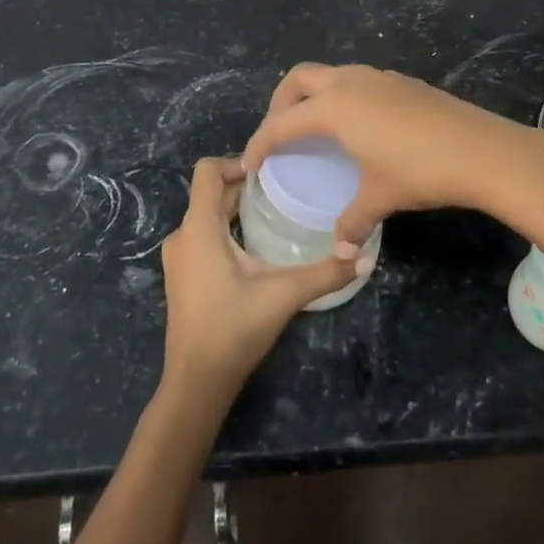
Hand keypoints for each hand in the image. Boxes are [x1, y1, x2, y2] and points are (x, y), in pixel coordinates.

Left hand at [158, 157, 366, 397]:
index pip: (207, 170)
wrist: (196, 382)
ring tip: (273, 213)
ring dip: (235, 208)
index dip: (237, 161)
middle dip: (244, 186)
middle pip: (210, 192)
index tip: (270, 171)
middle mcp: (183, 235)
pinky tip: (255, 246)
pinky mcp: (182, 276)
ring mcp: (179, 257)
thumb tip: (364, 257)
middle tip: (282, 189)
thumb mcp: (283, 295)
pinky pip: (203, 236)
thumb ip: (324, 274)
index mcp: (199, 227)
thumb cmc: (233, 329)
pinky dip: (226, 230)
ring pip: (206, 215)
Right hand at [242, 63, 543, 247]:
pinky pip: (356, 80)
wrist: (482, 150)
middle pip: (299, 79)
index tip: (249, 163)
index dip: (261, 142)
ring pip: (330, 74)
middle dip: (280, 102)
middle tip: (278, 133)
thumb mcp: (380, 197)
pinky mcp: (401, 81)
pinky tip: (357, 126)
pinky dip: (341, 96)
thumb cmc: (419, 171)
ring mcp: (378, 76)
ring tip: (314, 128)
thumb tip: (342, 249)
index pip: (283, 123)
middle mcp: (350, 82)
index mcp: (334, 107)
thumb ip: (353, 221)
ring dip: (313, 95)